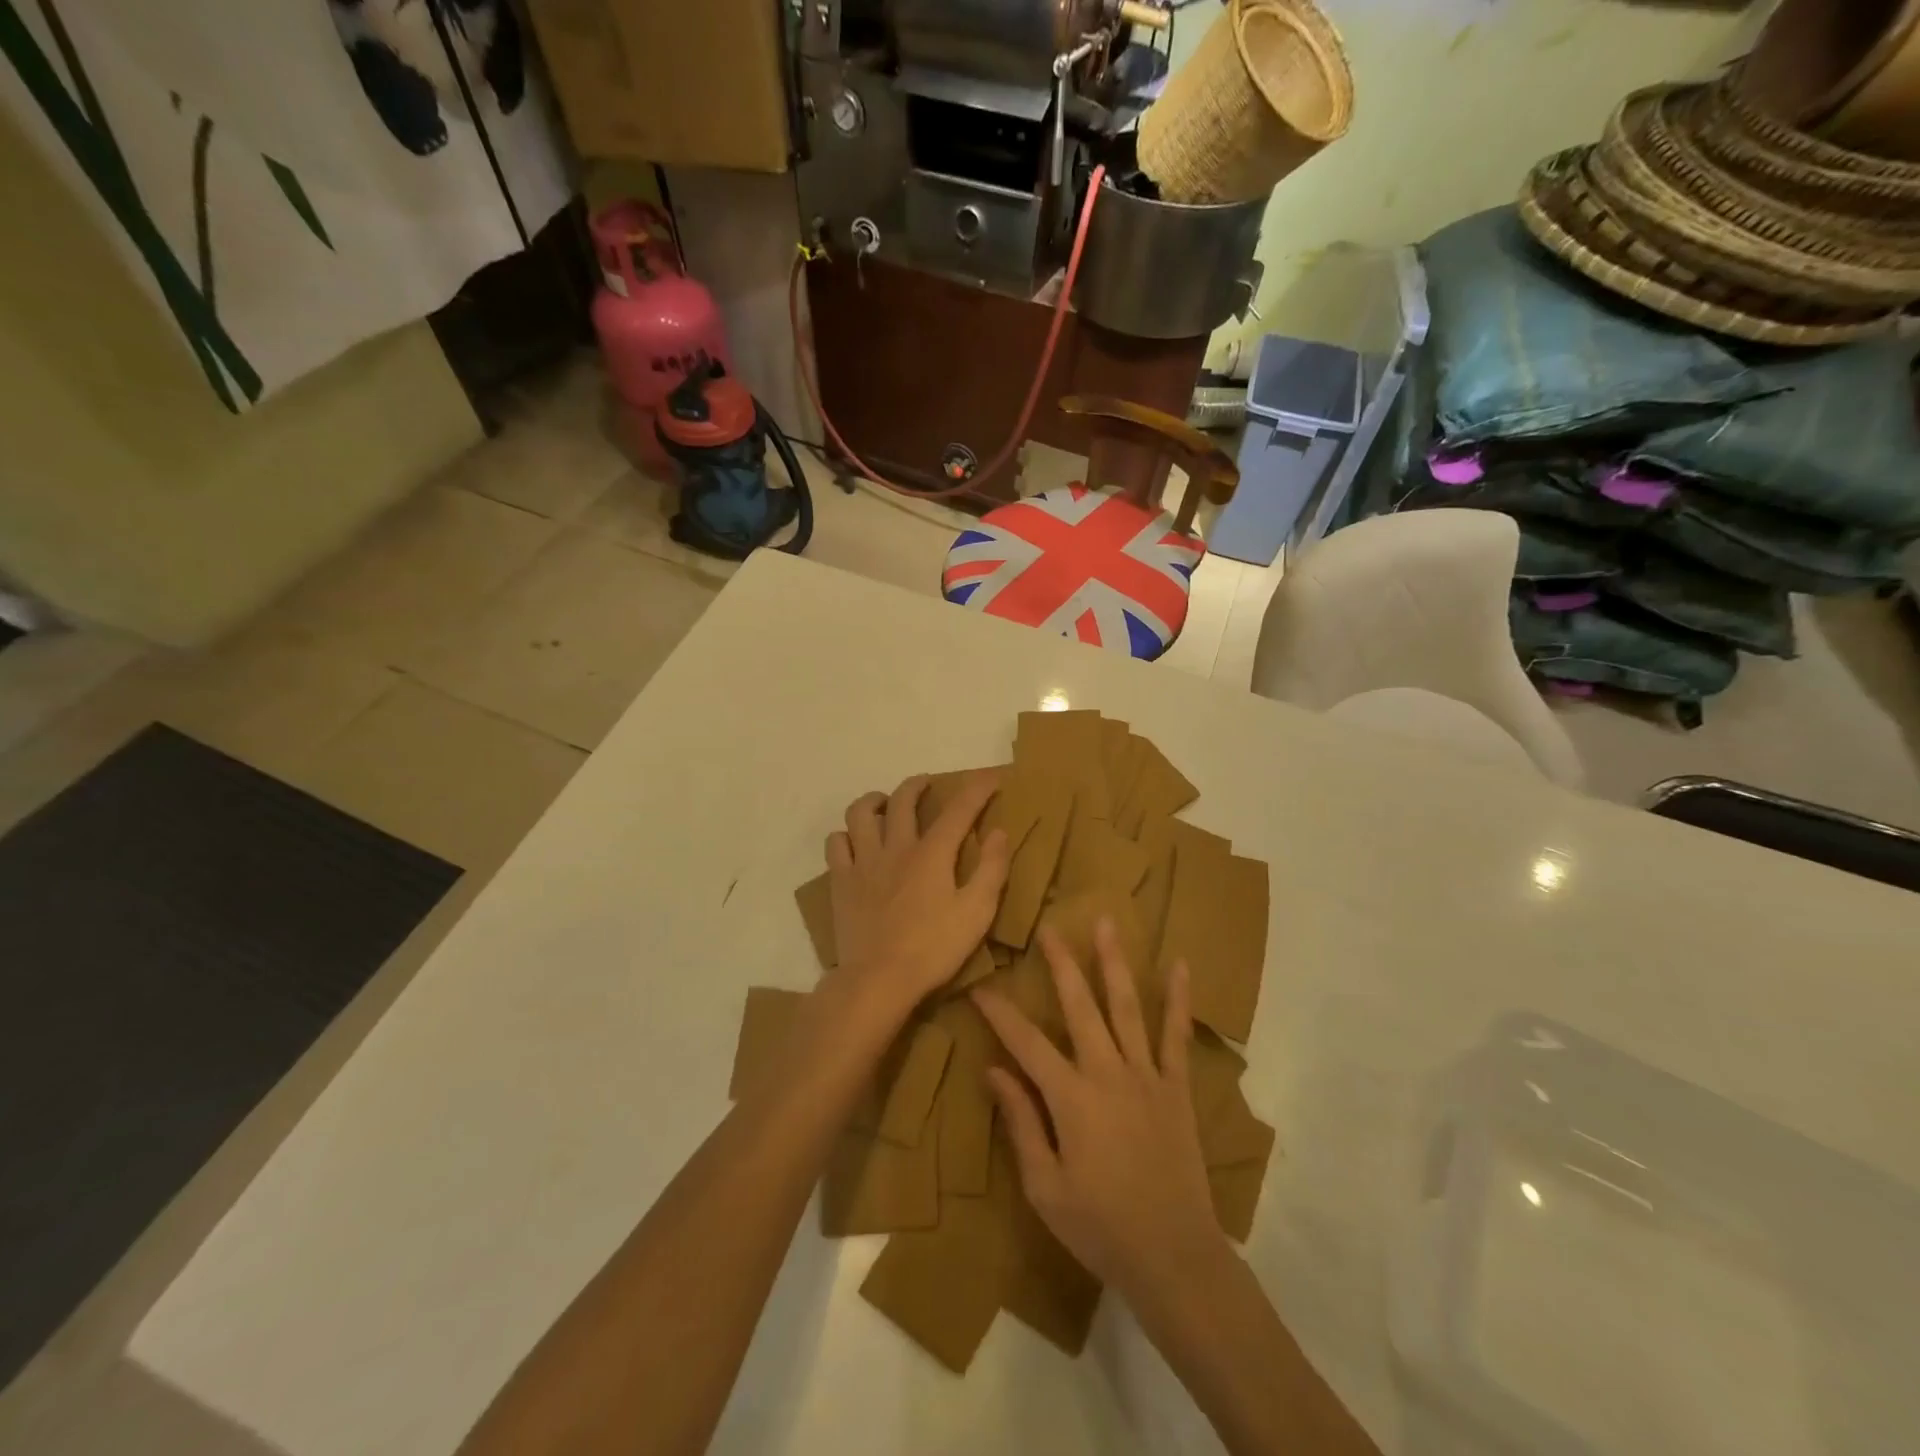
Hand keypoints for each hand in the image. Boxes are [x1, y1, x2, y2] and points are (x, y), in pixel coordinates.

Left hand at [824, 772, 1010, 1015]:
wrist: (878, 980)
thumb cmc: (934, 949)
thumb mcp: (977, 913)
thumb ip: (991, 869)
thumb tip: (998, 832)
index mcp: (932, 854)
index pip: (959, 809)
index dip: (977, 788)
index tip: (991, 776)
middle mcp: (896, 847)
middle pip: (903, 800)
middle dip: (918, 785)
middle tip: (927, 785)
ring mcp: (863, 863)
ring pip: (860, 813)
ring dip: (873, 801)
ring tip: (882, 804)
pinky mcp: (841, 882)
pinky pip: (835, 844)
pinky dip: (845, 835)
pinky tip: (854, 843)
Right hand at [973, 921, 1225, 1306]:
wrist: (1174, 1257)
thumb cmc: (1100, 1227)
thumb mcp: (1044, 1186)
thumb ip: (1021, 1122)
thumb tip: (993, 1070)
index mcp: (1070, 1097)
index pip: (1025, 1042)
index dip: (999, 1012)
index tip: (980, 986)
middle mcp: (1107, 1072)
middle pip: (1079, 1005)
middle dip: (1060, 963)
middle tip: (1048, 927)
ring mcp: (1146, 1075)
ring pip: (1126, 1006)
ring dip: (1113, 962)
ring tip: (1105, 922)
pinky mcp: (1176, 1087)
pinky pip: (1177, 1035)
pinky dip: (1178, 1000)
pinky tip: (1179, 965)